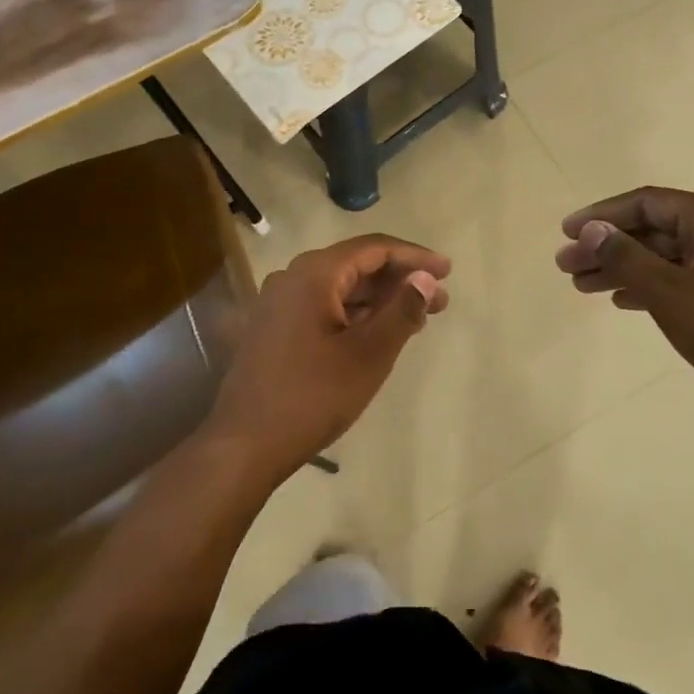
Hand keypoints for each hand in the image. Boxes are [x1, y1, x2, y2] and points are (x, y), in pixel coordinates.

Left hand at [207, 235, 450, 479]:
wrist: (245, 444)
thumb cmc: (313, 396)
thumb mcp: (369, 354)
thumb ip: (402, 310)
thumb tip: (425, 278)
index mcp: (314, 274)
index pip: (374, 248)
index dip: (415, 256)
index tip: (448, 271)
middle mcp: (292, 278)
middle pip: (356, 265)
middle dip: (400, 280)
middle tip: (440, 300)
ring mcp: (278, 304)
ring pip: (340, 288)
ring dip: (379, 299)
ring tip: (417, 319)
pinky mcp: (274, 329)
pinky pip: (323, 307)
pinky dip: (355, 315)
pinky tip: (378, 333)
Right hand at [555, 187, 693, 431]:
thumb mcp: (668, 291)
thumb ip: (625, 257)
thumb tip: (589, 231)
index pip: (647, 203)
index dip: (602, 215)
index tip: (566, 232)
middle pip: (651, 230)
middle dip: (606, 246)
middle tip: (565, 265)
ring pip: (660, 258)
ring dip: (620, 268)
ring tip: (580, 285)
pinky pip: (674, 281)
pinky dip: (644, 287)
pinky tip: (618, 301)